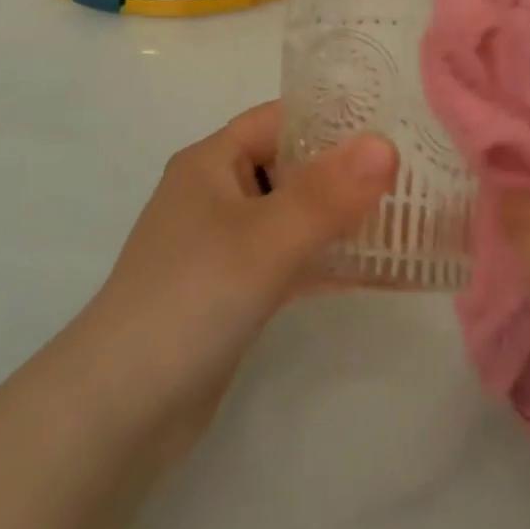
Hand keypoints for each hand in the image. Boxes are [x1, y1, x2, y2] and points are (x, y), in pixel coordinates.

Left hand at [67, 102, 397, 466]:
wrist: (119, 411)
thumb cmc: (191, 298)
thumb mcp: (265, 239)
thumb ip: (328, 194)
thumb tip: (386, 145)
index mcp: (212, 162)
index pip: (279, 118)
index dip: (331, 117)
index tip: (390, 125)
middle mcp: (216, 194)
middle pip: (291, 166)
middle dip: (345, 170)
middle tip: (410, 174)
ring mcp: (223, 246)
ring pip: (293, 216)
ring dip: (340, 218)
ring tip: (404, 217)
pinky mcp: (233, 292)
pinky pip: (289, 261)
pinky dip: (326, 261)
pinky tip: (377, 270)